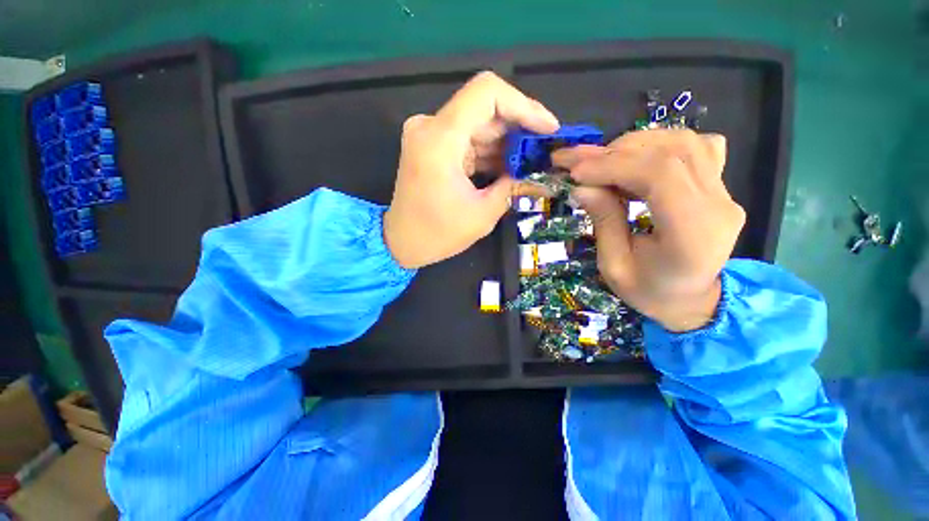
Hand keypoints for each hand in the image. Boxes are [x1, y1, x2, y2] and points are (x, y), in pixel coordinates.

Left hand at [384, 72, 558, 268]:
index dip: (524, 105)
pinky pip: (468, 139)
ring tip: (532, 161)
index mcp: (440, 139)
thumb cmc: (438, 234)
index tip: (547, 128)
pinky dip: (490, 150)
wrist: (401, 242)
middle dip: (520, 127)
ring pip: (479, 124)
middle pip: (485, 109)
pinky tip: (510, 166)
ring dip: (507, 141)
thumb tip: (539, 174)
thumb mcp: (482, 214)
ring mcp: (429, 135)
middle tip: (544, 149)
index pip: (487, 93)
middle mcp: (430, 127)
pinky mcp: (433, 147)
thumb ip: (513, 186)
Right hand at [552, 130, 744, 331]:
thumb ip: (603, 221)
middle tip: (578, 163)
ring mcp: (724, 193)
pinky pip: (696, 148)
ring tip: (602, 162)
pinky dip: (659, 145)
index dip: (613, 165)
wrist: (690, 299)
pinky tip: (637, 160)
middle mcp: (718, 205)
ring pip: (684, 142)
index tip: (576, 172)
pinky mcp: (719, 187)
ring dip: (634, 145)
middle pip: (671, 152)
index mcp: (692, 234)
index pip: (660, 175)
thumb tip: (581, 186)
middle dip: (615, 152)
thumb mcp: (614, 266)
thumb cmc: (648, 291)